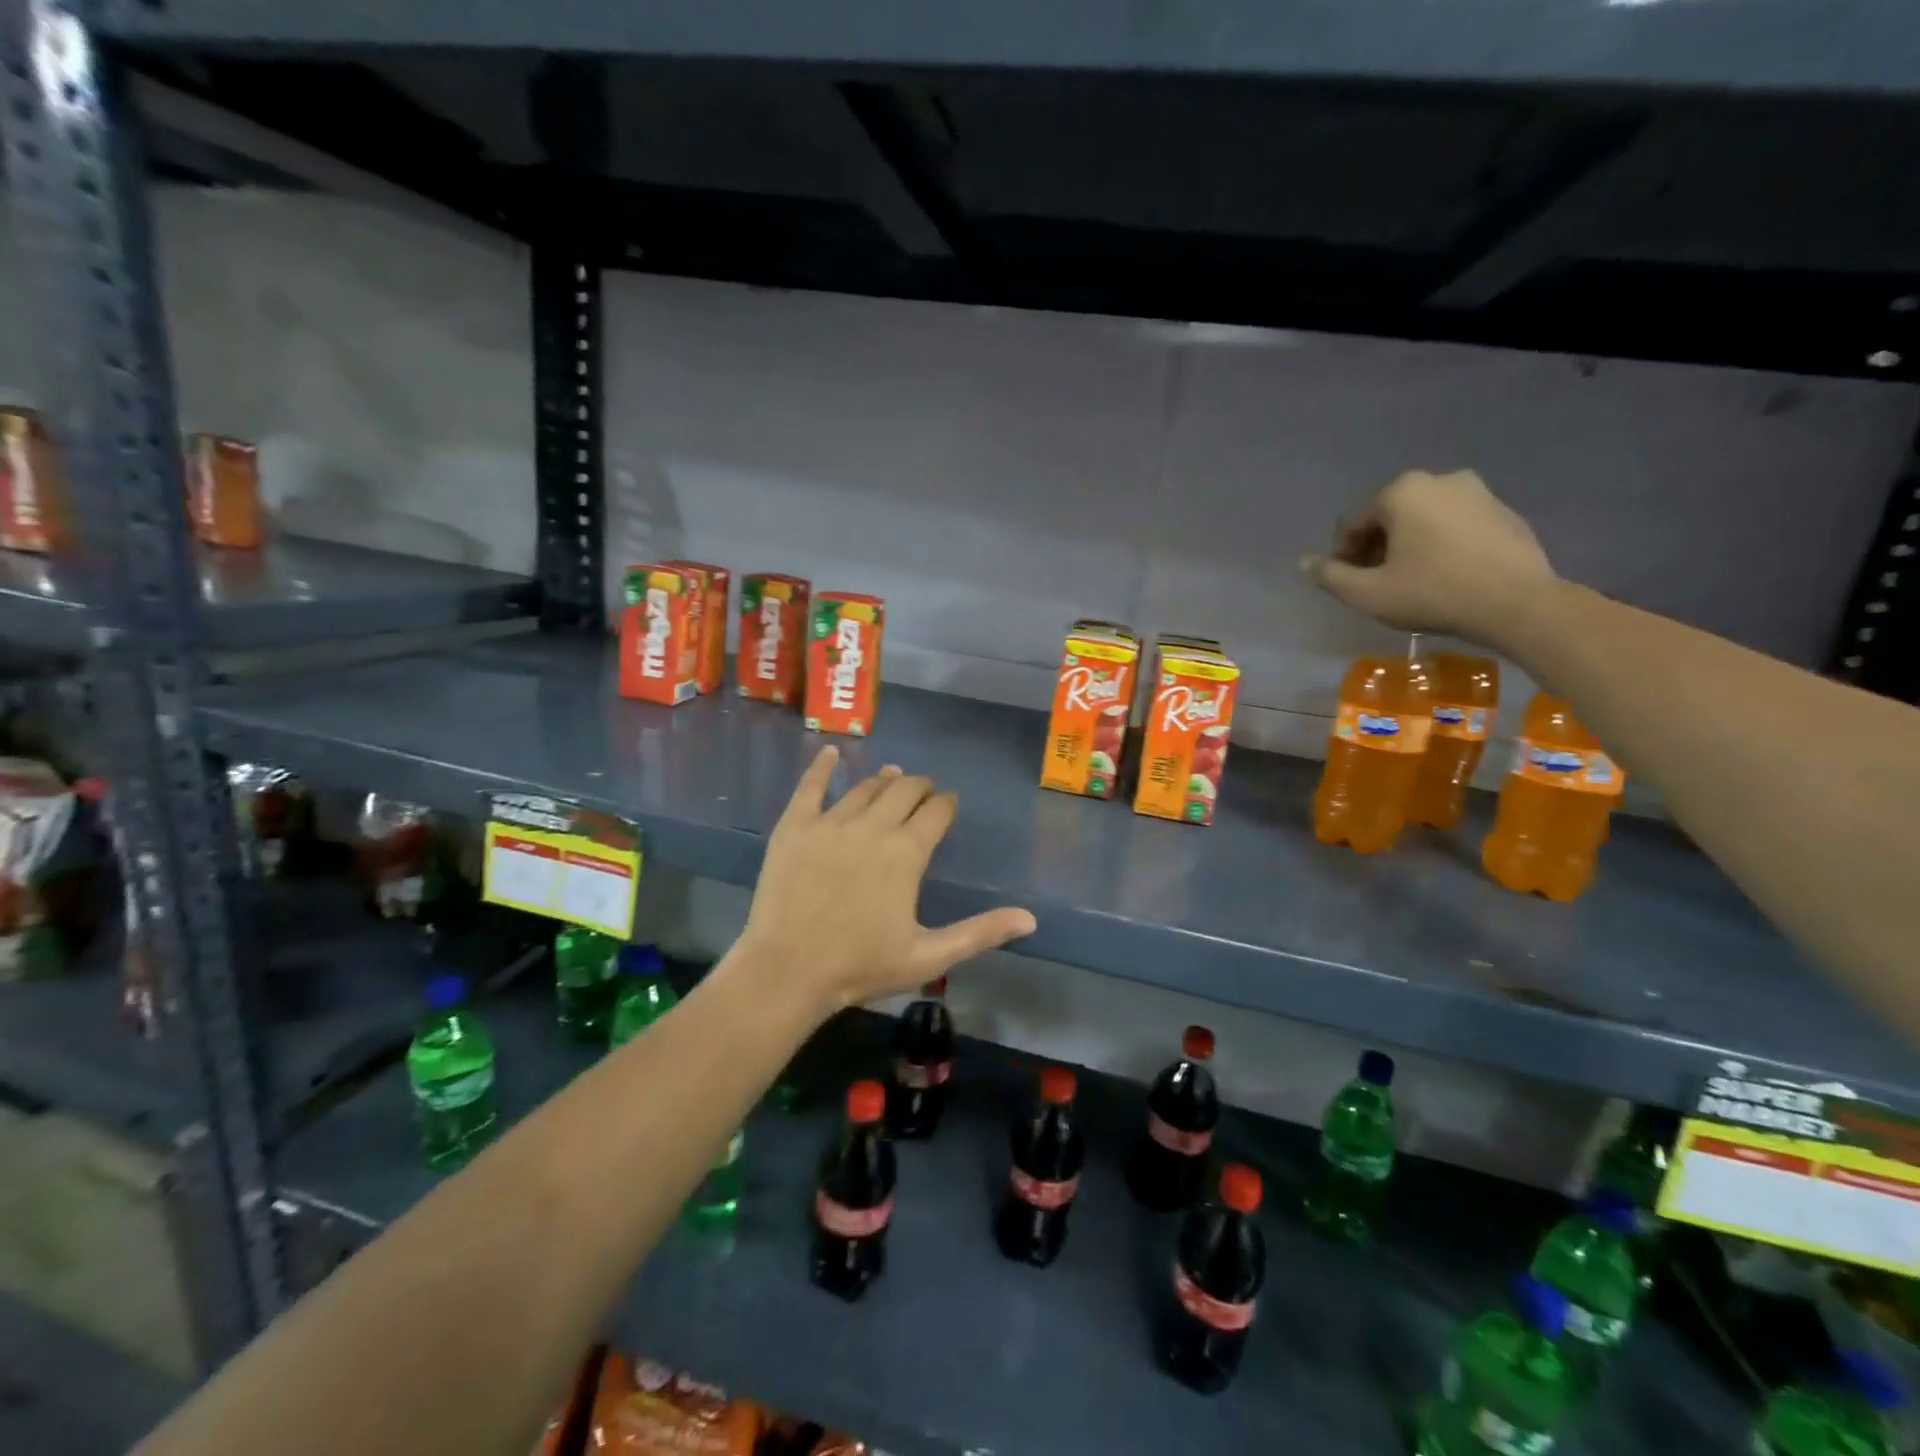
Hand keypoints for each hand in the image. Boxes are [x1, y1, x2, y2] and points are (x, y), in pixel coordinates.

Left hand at [735, 747, 1036, 1016]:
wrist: (788, 971)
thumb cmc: (861, 966)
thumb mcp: (929, 956)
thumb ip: (980, 932)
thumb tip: (1030, 919)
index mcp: (906, 853)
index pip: (936, 812)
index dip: (946, 804)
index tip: (949, 803)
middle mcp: (872, 827)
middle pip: (904, 791)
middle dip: (920, 787)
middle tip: (924, 790)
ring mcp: (830, 822)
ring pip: (865, 788)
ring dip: (884, 780)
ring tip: (893, 776)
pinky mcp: (795, 826)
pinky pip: (811, 787)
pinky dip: (822, 767)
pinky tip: (830, 752)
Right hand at [1302, 470, 1557, 641]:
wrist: (1517, 603)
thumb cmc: (1432, 593)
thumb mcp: (1367, 593)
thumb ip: (1330, 575)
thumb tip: (1305, 562)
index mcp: (1402, 491)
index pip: (1353, 523)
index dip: (1343, 555)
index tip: (1348, 584)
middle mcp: (1439, 479)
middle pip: (1389, 517)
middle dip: (1377, 547)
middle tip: (1377, 583)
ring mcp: (1478, 492)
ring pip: (1424, 519)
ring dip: (1409, 545)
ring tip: (1410, 581)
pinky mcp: (1505, 512)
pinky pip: (1456, 526)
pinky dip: (1442, 545)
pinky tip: (1445, 576)